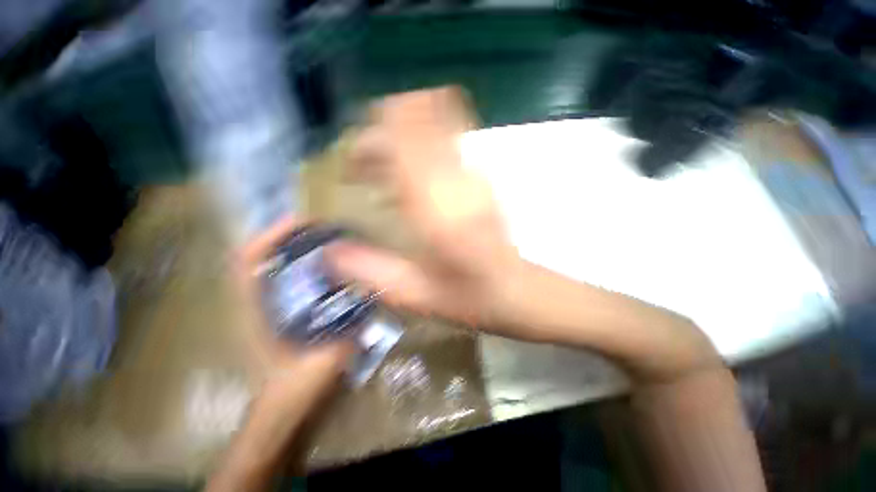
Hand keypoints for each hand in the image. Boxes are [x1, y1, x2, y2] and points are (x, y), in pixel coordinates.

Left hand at [209, 218, 354, 491]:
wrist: (281, 411)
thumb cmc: (294, 390)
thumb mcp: (326, 362)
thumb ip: (349, 333)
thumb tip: (371, 306)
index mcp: (258, 313)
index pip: (249, 263)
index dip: (270, 235)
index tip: (301, 221)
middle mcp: (256, 304)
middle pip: (258, 257)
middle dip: (285, 236)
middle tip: (319, 226)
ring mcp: (266, 307)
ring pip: (271, 266)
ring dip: (293, 248)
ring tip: (324, 239)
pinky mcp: (279, 312)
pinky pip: (286, 280)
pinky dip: (301, 266)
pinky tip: (328, 266)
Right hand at [326, 88, 522, 332]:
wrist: (517, 291)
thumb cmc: (469, 298)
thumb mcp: (416, 295)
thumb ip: (370, 271)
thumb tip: (329, 250)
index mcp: (438, 213)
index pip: (403, 142)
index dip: (374, 135)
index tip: (353, 157)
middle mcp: (457, 183)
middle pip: (419, 118)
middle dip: (384, 128)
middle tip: (364, 163)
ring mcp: (475, 176)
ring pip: (437, 119)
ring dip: (403, 130)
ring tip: (382, 166)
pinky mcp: (482, 178)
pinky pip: (451, 136)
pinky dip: (424, 139)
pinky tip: (411, 174)